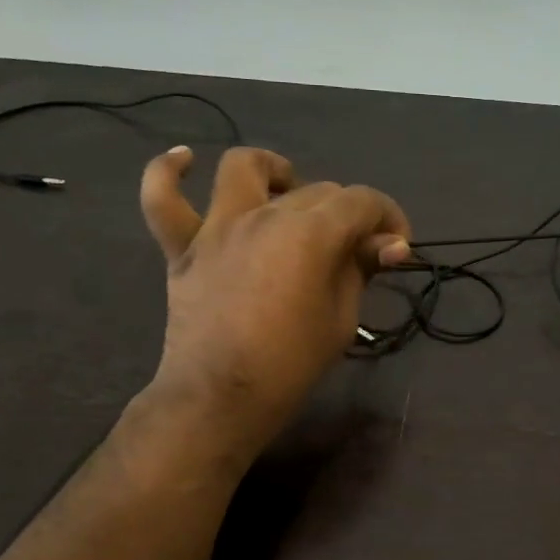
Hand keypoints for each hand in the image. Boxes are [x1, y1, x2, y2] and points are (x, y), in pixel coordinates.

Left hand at [138, 144, 410, 456]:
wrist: (221, 398)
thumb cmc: (291, 364)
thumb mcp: (342, 318)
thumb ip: (362, 269)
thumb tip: (391, 244)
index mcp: (311, 233)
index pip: (362, 202)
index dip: (388, 217)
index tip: (397, 246)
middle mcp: (265, 214)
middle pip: (316, 191)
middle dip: (348, 215)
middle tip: (356, 251)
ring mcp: (218, 227)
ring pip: (244, 168)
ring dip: (274, 171)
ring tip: (287, 191)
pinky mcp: (183, 248)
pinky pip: (162, 198)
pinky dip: (169, 173)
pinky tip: (185, 161)